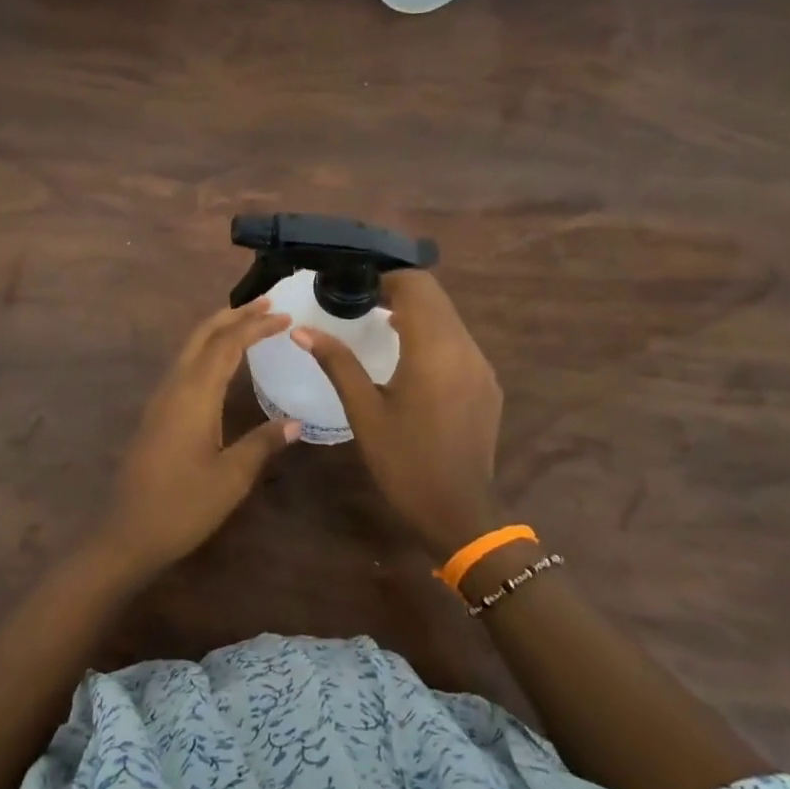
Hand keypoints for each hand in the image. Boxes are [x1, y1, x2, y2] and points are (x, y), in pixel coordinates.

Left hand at [99, 299, 301, 574]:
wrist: (128, 533)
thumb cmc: (183, 506)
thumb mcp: (232, 477)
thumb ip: (263, 443)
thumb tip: (295, 422)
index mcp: (194, 394)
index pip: (228, 344)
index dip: (256, 326)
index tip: (285, 316)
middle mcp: (174, 386)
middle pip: (203, 335)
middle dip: (234, 315)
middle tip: (267, 304)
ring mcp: (161, 398)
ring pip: (190, 348)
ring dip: (219, 329)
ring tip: (248, 322)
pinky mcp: (157, 412)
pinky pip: (184, 365)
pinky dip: (207, 349)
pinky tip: (222, 362)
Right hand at [293, 270, 502, 560]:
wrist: (459, 511)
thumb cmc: (404, 461)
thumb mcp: (364, 411)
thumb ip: (337, 362)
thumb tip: (301, 330)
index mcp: (434, 348)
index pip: (416, 285)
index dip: (385, 277)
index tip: (354, 287)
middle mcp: (465, 347)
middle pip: (435, 296)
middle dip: (399, 290)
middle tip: (361, 302)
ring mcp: (481, 365)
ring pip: (449, 317)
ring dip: (417, 312)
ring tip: (380, 325)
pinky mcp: (487, 383)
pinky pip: (459, 342)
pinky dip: (433, 335)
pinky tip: (409, 359)